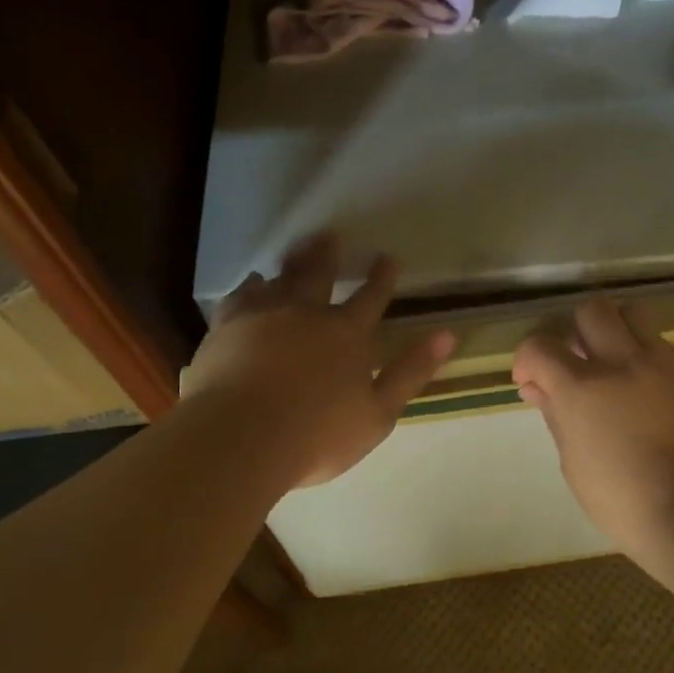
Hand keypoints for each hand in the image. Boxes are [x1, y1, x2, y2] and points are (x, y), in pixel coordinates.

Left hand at [184, 234, 456, 488]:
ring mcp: (263, 315)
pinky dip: (251, 285)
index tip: (388, 257)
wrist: (240, 437)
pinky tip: (253, 282)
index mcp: (347, 334)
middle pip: (320, 273)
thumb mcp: (379, 413)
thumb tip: (447, 334)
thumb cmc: (317, 434)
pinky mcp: (227, 325)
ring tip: (298, 247)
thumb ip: (411, 372)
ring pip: (281, 277)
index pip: (371, 297)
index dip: (382, 277)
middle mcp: (306, 312)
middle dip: (329, 254)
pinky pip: (241, 295)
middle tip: (331, 235)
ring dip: (293, 260)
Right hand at [513, 297, 673, 557]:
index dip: (526, 359)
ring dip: (613, 330)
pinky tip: (644, 392)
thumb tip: (539, 389)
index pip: (539, 345)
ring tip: (611, 365)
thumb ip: (556, 416)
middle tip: (574, 363)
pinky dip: (643, 357)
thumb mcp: (575, 463)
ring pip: (633, 314)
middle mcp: (622, 362)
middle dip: (573, 330)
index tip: (531, 382)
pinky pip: (662, 346)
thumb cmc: (626, 502)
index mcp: (582, 388)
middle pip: (591, 310)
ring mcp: (664, 365)